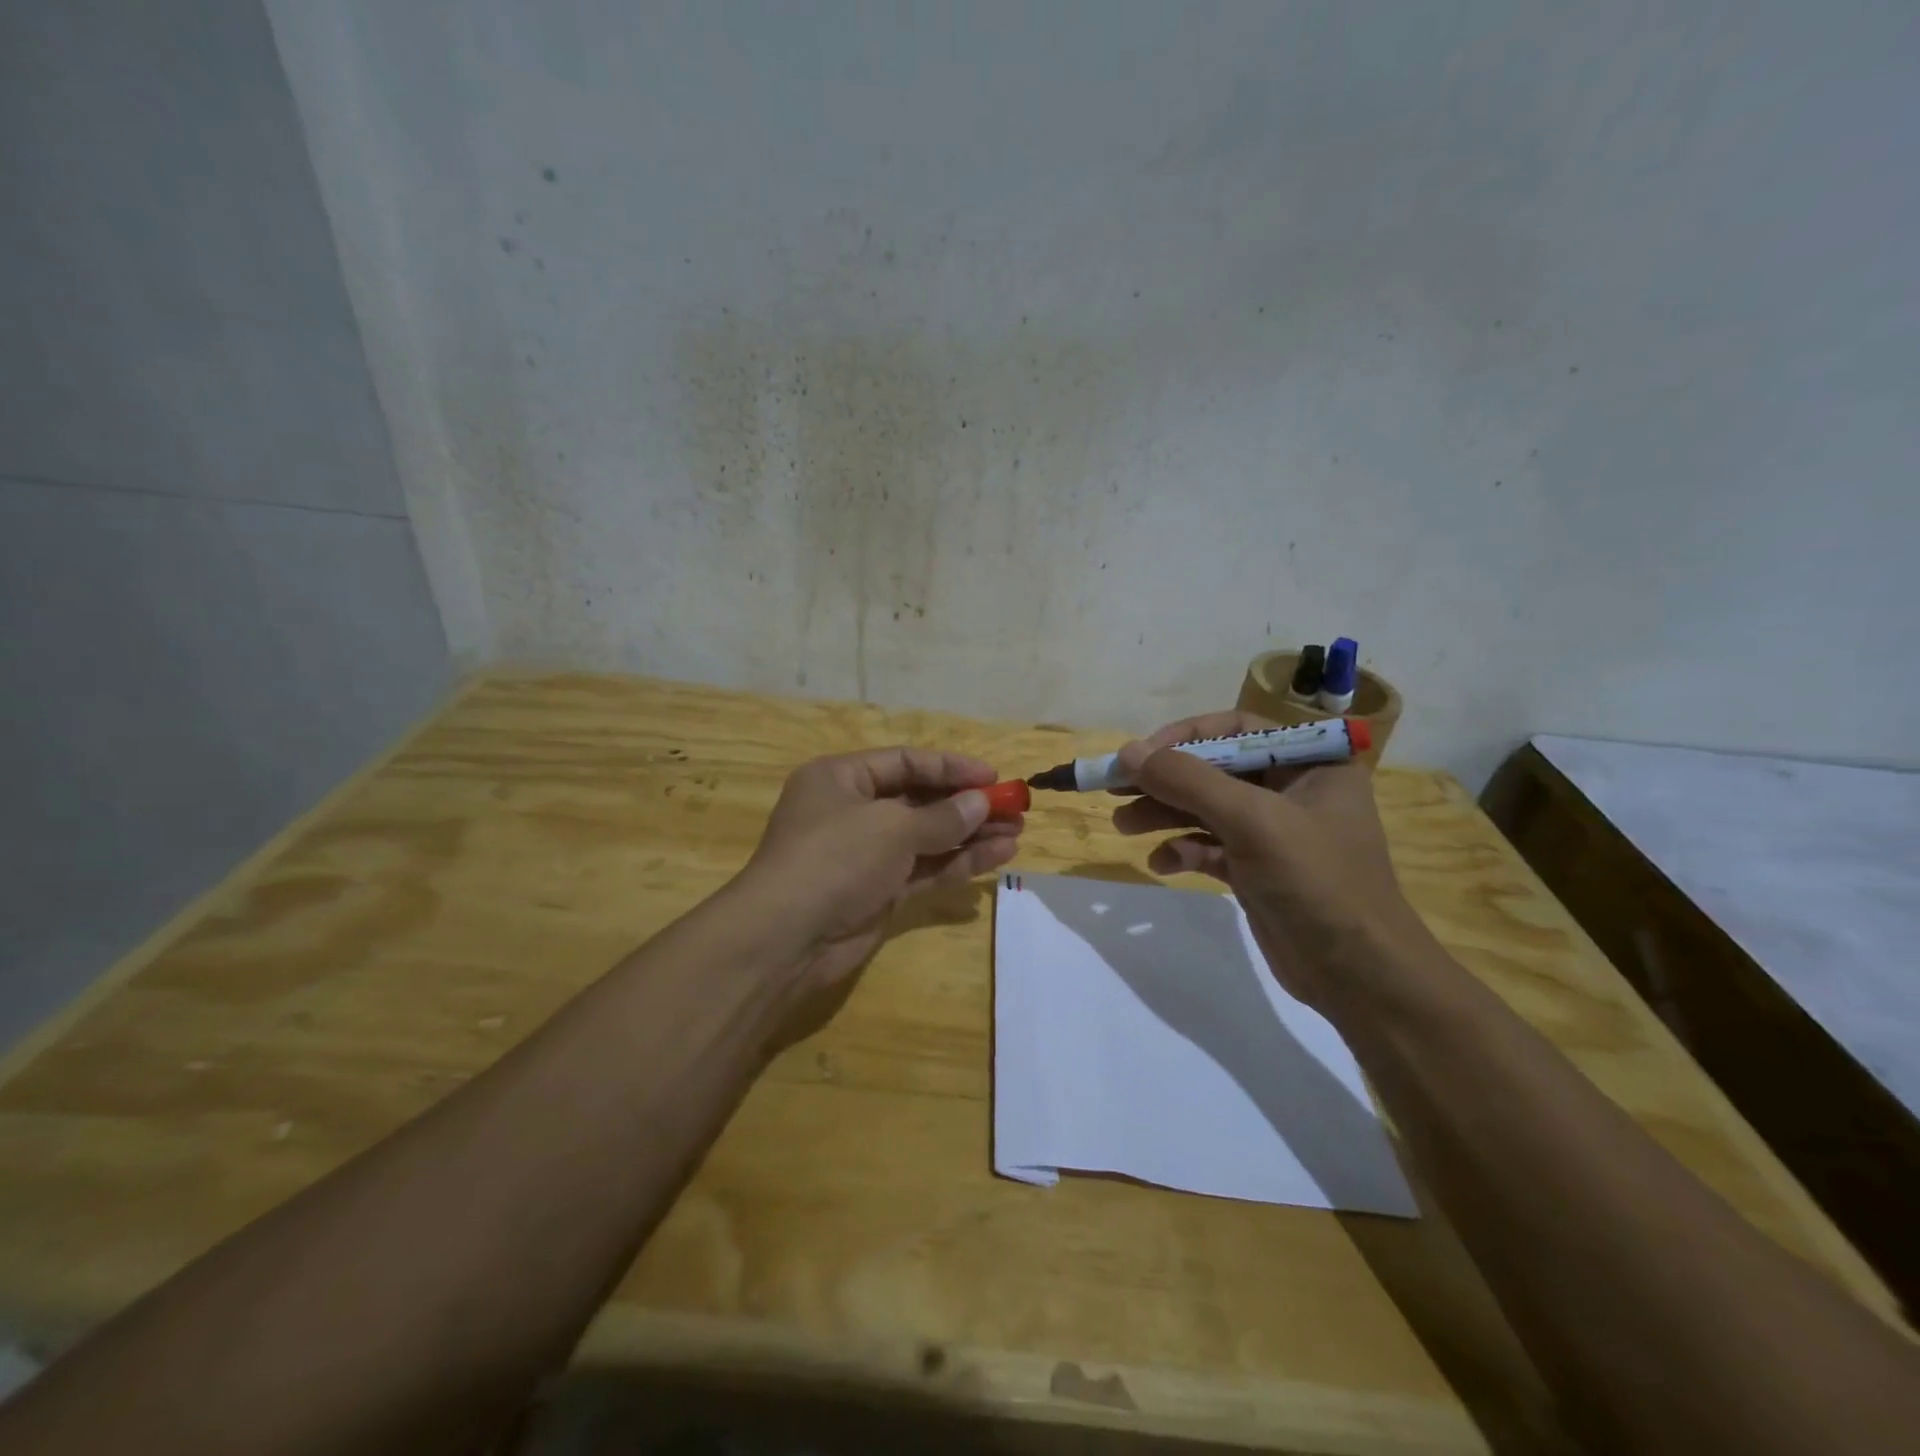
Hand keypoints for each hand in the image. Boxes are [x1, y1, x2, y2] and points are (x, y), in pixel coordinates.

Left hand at [727, 747, 1022, 1026]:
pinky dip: (959, 862)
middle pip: (920, 800)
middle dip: (967, 804)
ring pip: (928, 837)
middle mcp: (854, 811)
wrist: (786, 938)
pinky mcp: (880, 891)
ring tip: (1017, 832)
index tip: (994, 778)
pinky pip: (925, 869)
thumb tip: (981, 804)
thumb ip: (941, 816)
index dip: (951, 768)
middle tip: (1015, 808)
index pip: (905, 762)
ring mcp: (867, 854)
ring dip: (970, 834)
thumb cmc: (834, 859)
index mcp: (842, 779)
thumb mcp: (890, 828)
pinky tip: (998, 856)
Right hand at [1110, 711, 1433, 1011]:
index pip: (1236, 728)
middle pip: (1214, 770)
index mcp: (1310, 762)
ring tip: (1122, 825)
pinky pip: (1211, 847)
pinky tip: (1162, 863)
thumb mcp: (1252, 821)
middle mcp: (1293, 789)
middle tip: (1114, 788)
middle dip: (1165, 780)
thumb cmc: (1315, 881)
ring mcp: (1274, 832)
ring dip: (1164, 814)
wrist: (1358, 975)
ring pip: (1207, 809)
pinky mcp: (1258, 870)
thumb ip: (1188, 781)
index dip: (1184, 736)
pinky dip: (1184, 850)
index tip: (1140, 755)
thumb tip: (1127, 752)